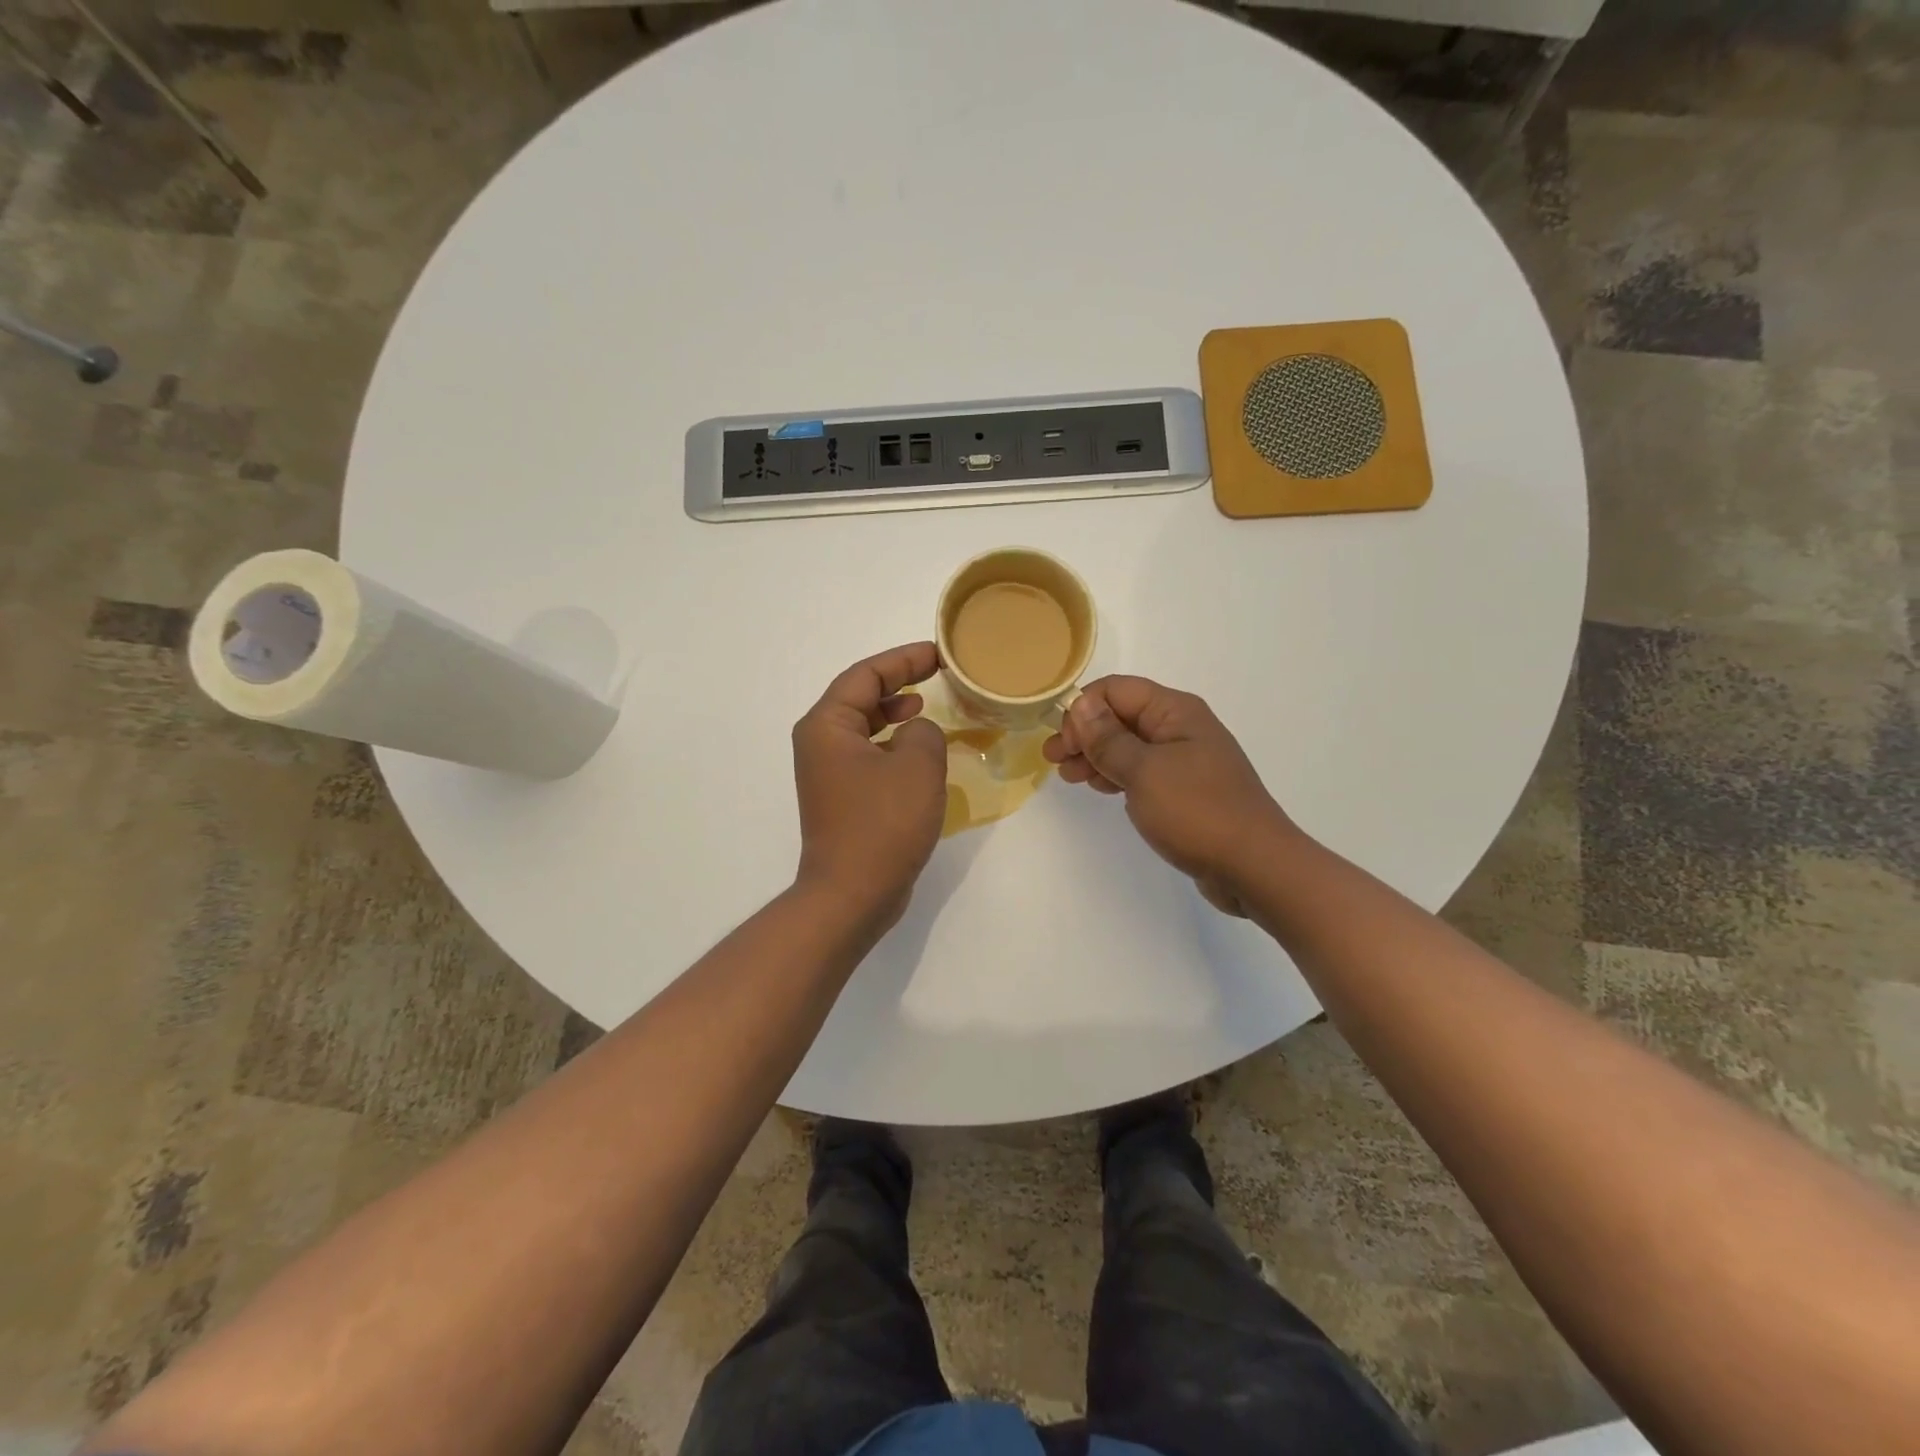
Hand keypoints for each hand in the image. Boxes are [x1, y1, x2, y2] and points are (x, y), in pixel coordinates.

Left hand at [792, 642, 947, 925]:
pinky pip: (867, 754)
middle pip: (859, 695)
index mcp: (827, 725)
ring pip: (863, 726)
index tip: (937, 654)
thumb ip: (924, 731)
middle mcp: (819, 742)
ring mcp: (827, 772)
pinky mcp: (841, 796)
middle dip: (898, 681)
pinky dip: (892, 743)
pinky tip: (918, 750)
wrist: (852, 893)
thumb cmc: (882, 823)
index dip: (904, 659)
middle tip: (936, 674)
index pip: (865, 674)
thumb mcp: (917, 765)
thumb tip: (917, 732)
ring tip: (926, 705)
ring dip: (894, 712)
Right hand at [1044, 676, 1294, 914]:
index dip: (1083, 710)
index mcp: (1175, 711)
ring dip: (1096, 755)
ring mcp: (1184, 759)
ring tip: (1069, 777)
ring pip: (1128, 745)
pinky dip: (1116, 774)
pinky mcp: (1185, 789)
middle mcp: (1181, 727)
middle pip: (1121, 716)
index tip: (1064, 744)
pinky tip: (1099, 787)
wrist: (1254, 867)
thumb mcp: (1144, 771)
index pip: (1116, 690)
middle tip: (1053, 761)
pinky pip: (1142, 770)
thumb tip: (1080, 704)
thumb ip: (1108, 738)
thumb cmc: (1197, 812)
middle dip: (1084, 733)